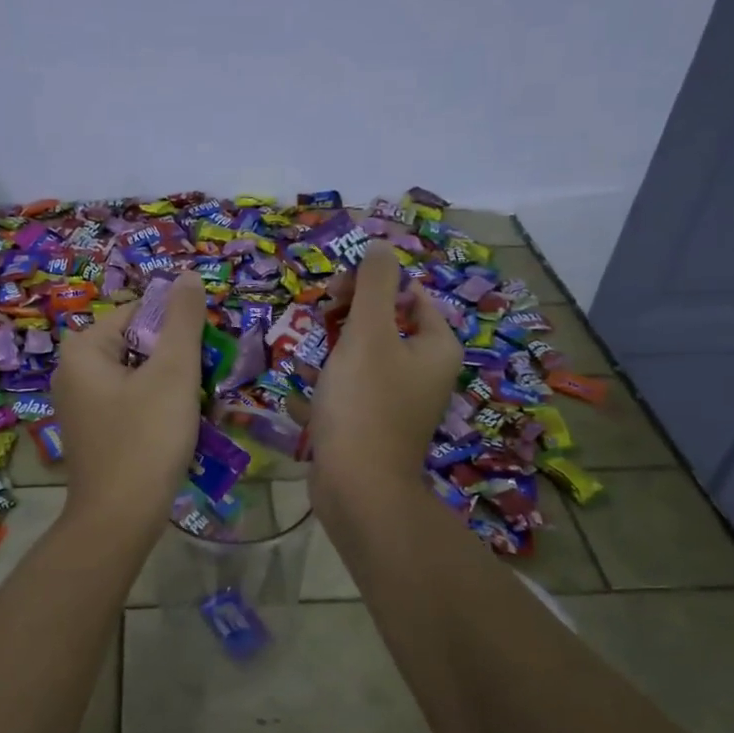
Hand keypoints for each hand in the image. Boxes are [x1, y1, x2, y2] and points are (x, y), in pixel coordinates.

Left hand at [52, 271, 207, 533]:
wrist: (119, 519)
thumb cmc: (146, 438)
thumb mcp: (173, 372)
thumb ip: (184, 320)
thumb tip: (189, 276)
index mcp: (83, 348)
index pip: (140, 312)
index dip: (178, 329)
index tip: (204, 356)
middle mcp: (73, 371)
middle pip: (139, 344)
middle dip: (176, 361)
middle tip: (202, 386)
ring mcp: (80, 404)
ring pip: (139, 375)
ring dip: (172, 387)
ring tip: (196, 409)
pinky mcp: (93, 431)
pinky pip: (131, 402)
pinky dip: (157, 408)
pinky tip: (177, 430)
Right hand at [307, 241, 462, 487]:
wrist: (357, 488)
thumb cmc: (365, 403)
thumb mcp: (368, 333)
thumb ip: (373, 284)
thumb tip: (379, 245)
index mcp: (435, 348)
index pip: (409, 295)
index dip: (371, 286)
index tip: (335, 295)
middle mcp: (423, 374)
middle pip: (384, 327)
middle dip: (345, 322)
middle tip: (317, 323)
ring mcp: (397, 405)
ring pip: (360, 363)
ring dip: (329, 356)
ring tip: (303, 360)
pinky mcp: (371, 429)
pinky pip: (347, 398)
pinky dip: (324, 394)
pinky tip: (298, 400)